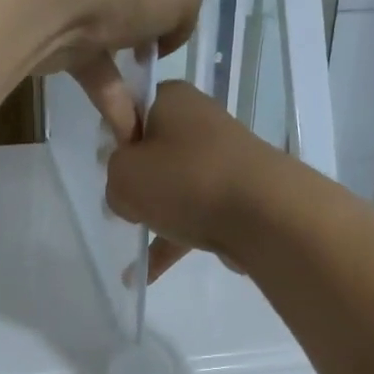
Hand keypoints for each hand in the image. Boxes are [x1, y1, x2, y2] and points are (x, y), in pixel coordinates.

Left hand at [34, 0, 201, 139]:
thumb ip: (183, 8)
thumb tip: (163, 37)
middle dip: (141, 2)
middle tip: (157, 37)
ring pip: (104, 32)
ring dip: (127, 69)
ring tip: (150, 104)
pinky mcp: (47, 35)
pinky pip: (86, 70)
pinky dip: (108, 99)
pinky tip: (127, 129)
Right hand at [106, 81, 288, 281]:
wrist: (265, 214)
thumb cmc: (185, 181)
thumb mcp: (123, 176)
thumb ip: (113, 178)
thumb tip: (130, 193)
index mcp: (171, 99)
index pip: (130, 110)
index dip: (114, 142)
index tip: (108, 170)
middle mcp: (199, 122)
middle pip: (153, 152)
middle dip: (135, 182)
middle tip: (121, 207)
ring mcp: (222, 160)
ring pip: (175, 187)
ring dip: (153, 215)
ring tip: (132, 248)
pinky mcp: (237, 195)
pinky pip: (194, 214)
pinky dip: (173, 240)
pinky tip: (150, 274)